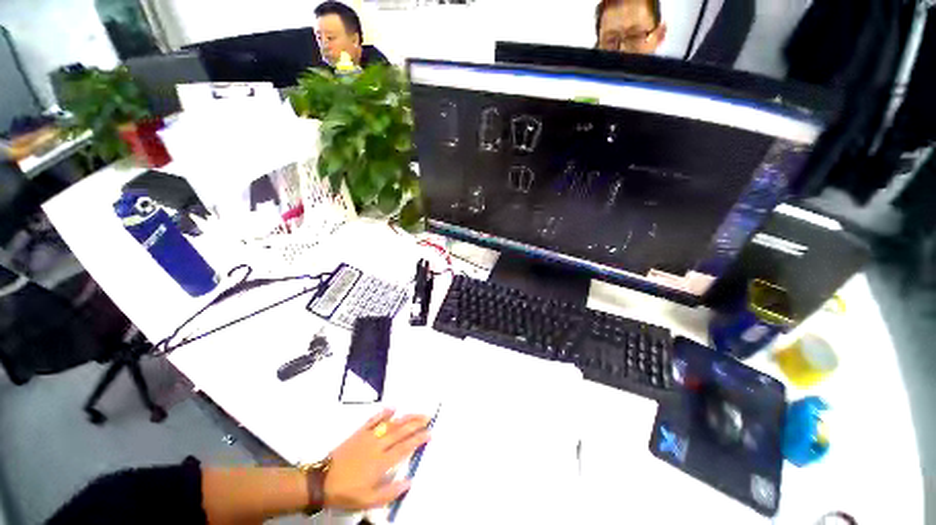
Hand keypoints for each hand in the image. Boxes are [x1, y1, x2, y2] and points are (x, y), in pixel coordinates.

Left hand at [324, 408, 430, 509]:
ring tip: (417, 413)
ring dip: (406, 417)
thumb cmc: (347, 492)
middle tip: (428, 418)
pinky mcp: (359, 432)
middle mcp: (378, 445)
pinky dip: (384, 412)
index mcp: (382, 462)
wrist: (322, 481)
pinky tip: (393, 407)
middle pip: (401, 431)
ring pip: (391, 423)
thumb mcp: (369, 501)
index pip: (405, 447)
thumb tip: (409, 481)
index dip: (419, 439)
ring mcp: (369, 436)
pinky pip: (374, 419)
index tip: (430, 433)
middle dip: (417, 423)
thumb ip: (391, 492)